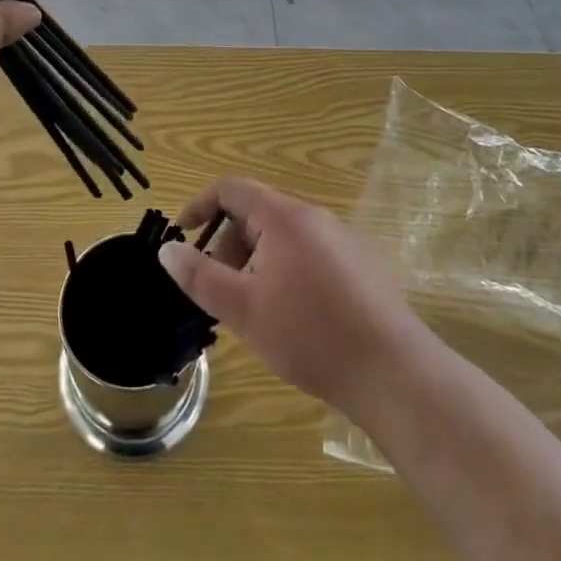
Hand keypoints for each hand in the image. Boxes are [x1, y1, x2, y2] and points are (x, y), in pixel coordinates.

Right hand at [158, 177, 424, 421]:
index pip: (231, 188)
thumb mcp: (242, 308)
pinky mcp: (362, 265)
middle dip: (229, 244)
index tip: (183, 236)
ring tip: (255, 309)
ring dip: (257, 261)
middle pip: (257, 213)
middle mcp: (314, 216)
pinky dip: (287, 271)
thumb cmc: (309, 335)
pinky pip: (310, 253)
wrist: (393, 372)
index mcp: (283, 216)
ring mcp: (343, 239)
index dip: (200, 206)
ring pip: (284, 236)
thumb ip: (200, 275)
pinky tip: (294, 317)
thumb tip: (168, 249)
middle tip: (221, 290)